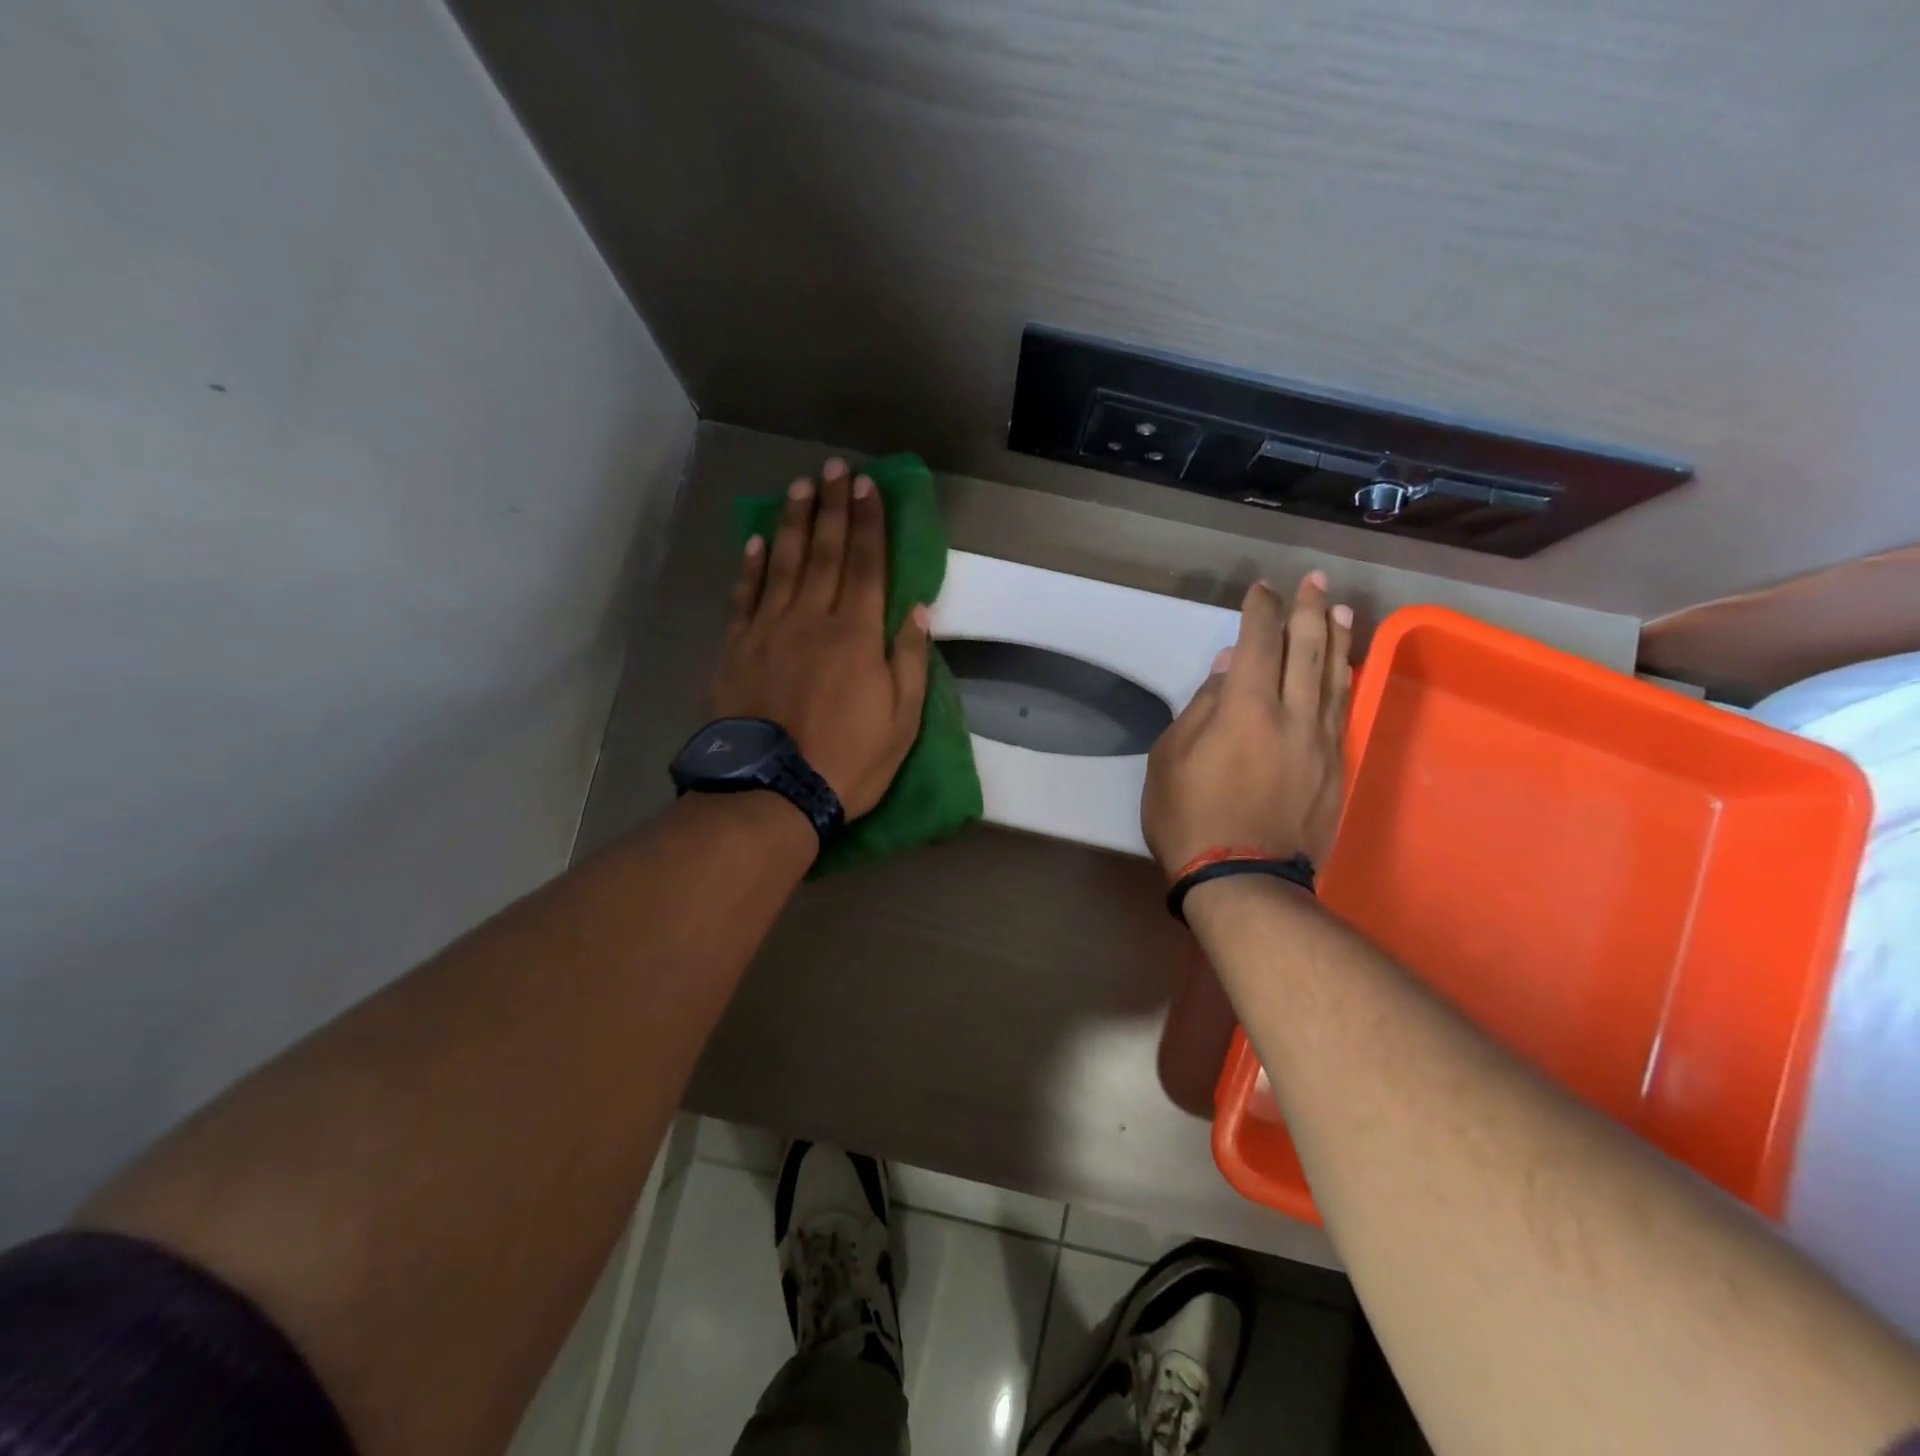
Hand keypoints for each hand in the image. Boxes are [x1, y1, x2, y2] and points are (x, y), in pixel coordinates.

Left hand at [709, 458, 930, 818]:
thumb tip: (917, 610)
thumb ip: (909, 660)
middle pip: (824, 552)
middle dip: (832, 507)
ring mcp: (769, 629)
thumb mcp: (901, 721)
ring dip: (792, 522)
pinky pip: (745, 596)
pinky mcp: (736, 648)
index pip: (867, 565)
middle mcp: (812, 618)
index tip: (868, 487)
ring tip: (799, 487)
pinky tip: (756, 542)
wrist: (773, 791)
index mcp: (856, 634)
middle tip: (834, 468)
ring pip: (782, 563)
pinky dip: (751, 566)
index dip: (869, 523)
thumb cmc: (849, 761)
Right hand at [1142, 571, 1353, 875]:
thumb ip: (1199, 709)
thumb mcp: (1170, 760)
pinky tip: (1346, 667)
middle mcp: (1291, 715)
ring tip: (1339, 609)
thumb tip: (1225, 668)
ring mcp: (1321, 742)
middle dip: (1307, 609)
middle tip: (1313, 580)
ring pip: (1334, 677)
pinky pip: (1344, 712)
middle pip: (1306, 650)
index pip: (1256, 643)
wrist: (1244, 879)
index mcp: (1244, 709)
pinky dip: (1345, 681)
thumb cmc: (1190, 818)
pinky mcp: (1336, 768)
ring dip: (1336, 638)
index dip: (1260, 611)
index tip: (1260, 589)